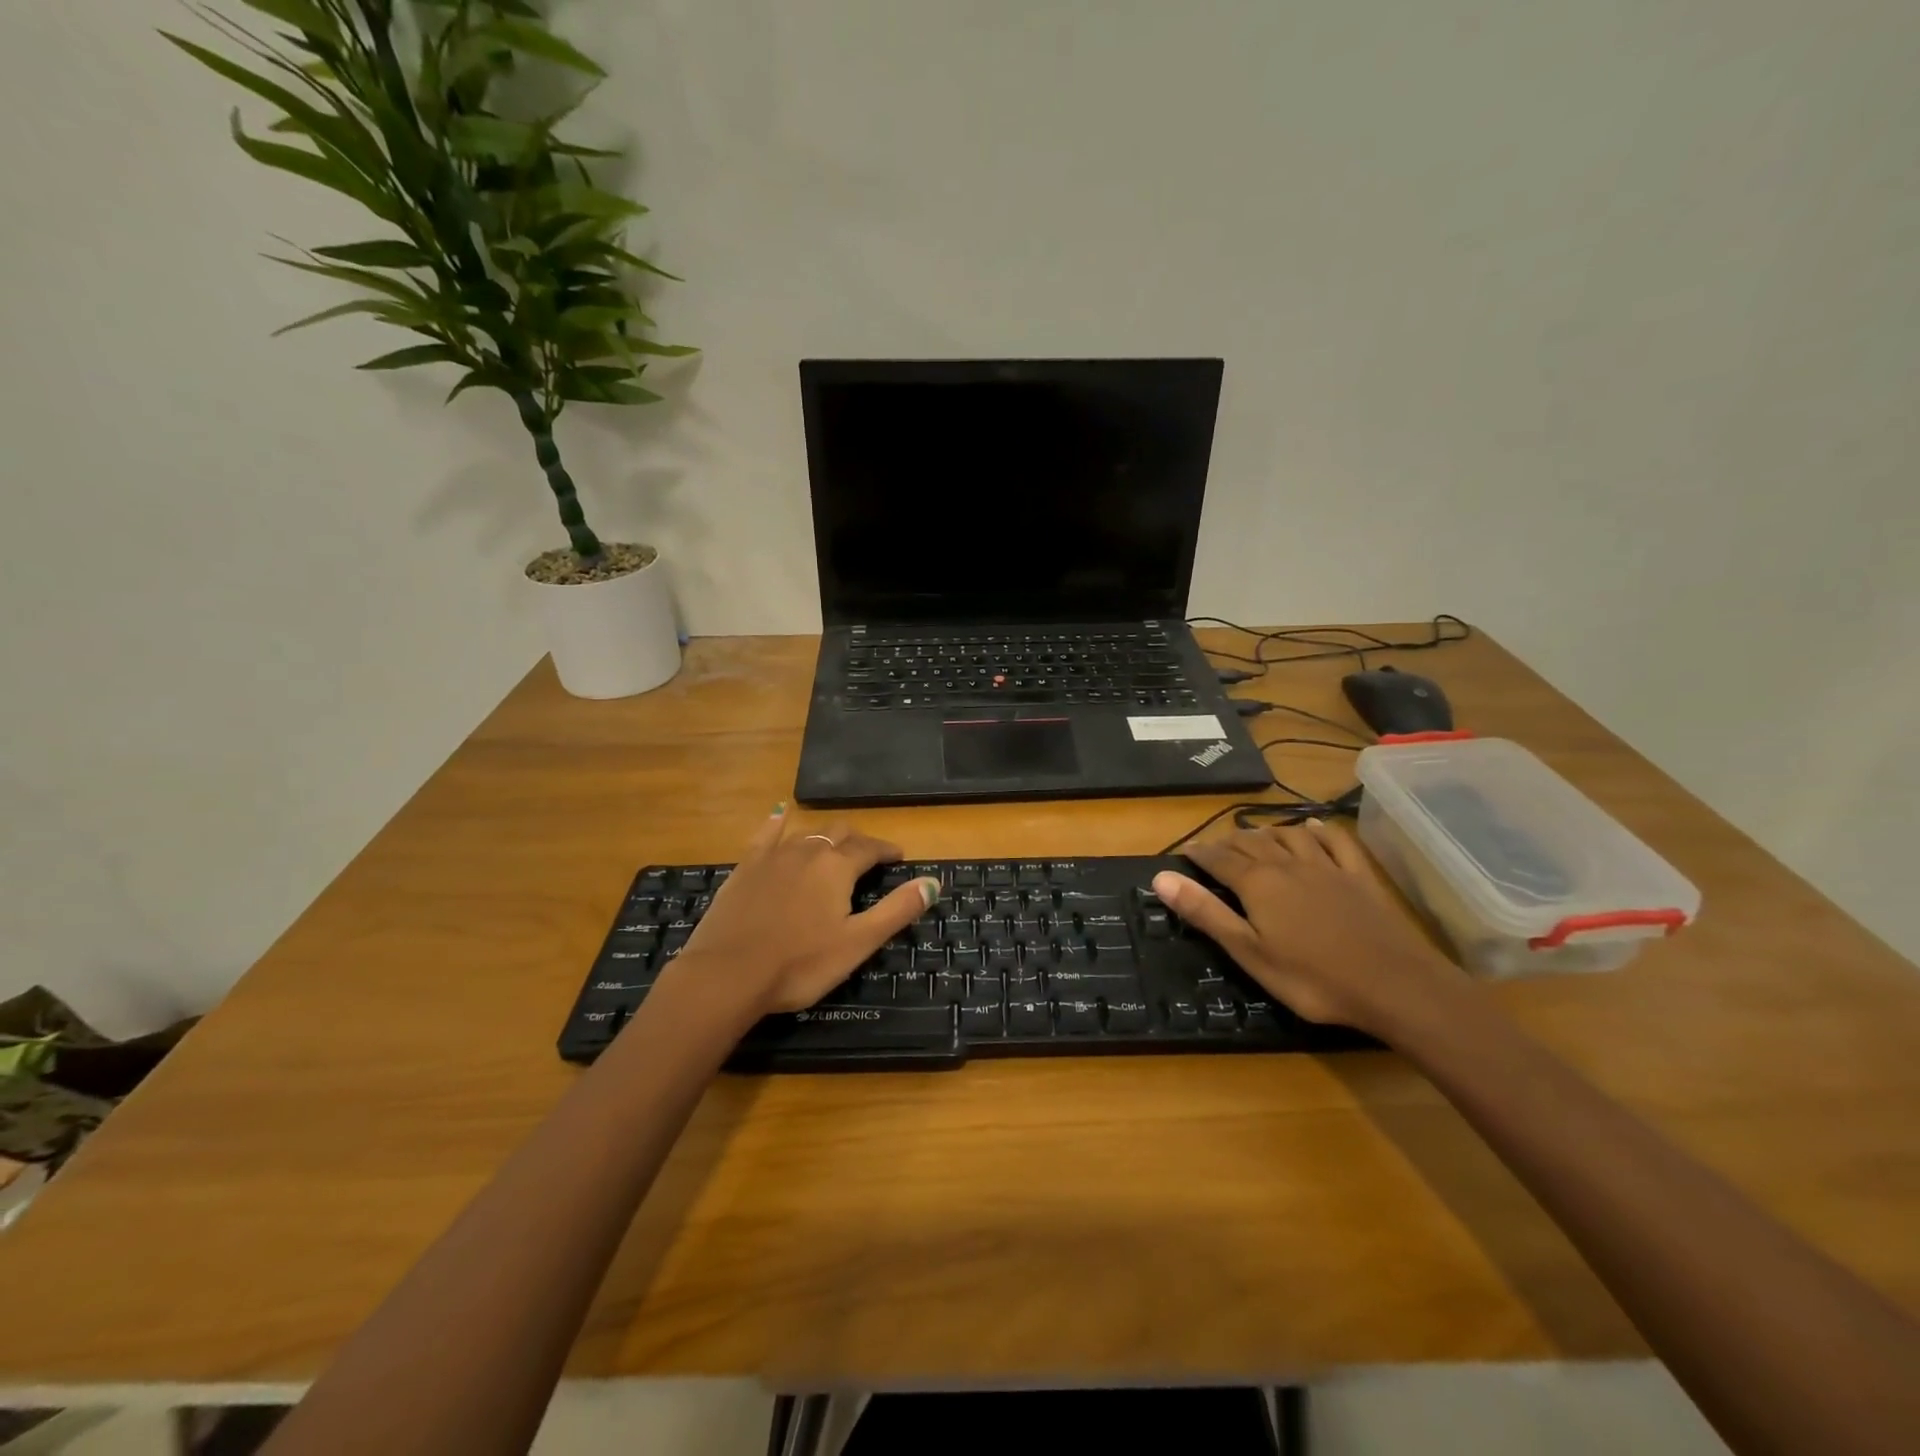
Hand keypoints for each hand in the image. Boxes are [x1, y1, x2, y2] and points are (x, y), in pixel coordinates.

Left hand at [665, 807, 939, 1020]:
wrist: (726, 975)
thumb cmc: (799, 964)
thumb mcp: (858, 942)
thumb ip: (897, 910)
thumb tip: (934, 882)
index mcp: (837, 868)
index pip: (869, 848)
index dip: (887, 850)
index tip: (899, 856)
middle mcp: (807, 851)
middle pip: (839, 833)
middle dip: (858, 841)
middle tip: (869, 856)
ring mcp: (772, 856)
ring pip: (807, 833)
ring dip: (825, 836)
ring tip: (834, 846)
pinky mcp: (745, 867)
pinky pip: (766, 834)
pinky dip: (778, 823)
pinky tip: (780, 816)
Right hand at [1151, 820, 1464, 1034]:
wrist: (1394, 985)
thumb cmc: (1312, 977)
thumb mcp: (1248, 952)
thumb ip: (1205, 912)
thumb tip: (1160, 877)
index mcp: (1257, 883)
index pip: (1219, 858)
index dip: (1199, 853)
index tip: (1184, 852)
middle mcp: (1288, 864)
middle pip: (1251, 842)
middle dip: (1228, 841)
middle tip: (1213, 848)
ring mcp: (1327, 867)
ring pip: (1289, 836)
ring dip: (1266, 832)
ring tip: (1254, 835)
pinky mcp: (1360, 877)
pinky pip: (1336, 843)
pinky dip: (1320, 831)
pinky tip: (1313, 827)